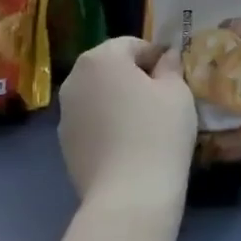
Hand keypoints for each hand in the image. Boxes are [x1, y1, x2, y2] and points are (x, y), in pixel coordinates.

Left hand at [58, 37, 195, 211]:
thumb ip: (170, 67)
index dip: (157, 57)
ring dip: (118, 101)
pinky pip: (91, 122)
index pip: (133, 44)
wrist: (129, 195)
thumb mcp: (177, 92)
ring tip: (145, 125)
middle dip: (134, 77)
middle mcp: (75, 79)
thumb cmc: (158, 132)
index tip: (174, 78)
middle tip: (162, 100)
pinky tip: (128, 146)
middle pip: (110, 68)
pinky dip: (107, 125)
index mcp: (101, 58)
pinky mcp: (64, 144)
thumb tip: (166, 57)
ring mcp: (65, 114)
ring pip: (98, 96)